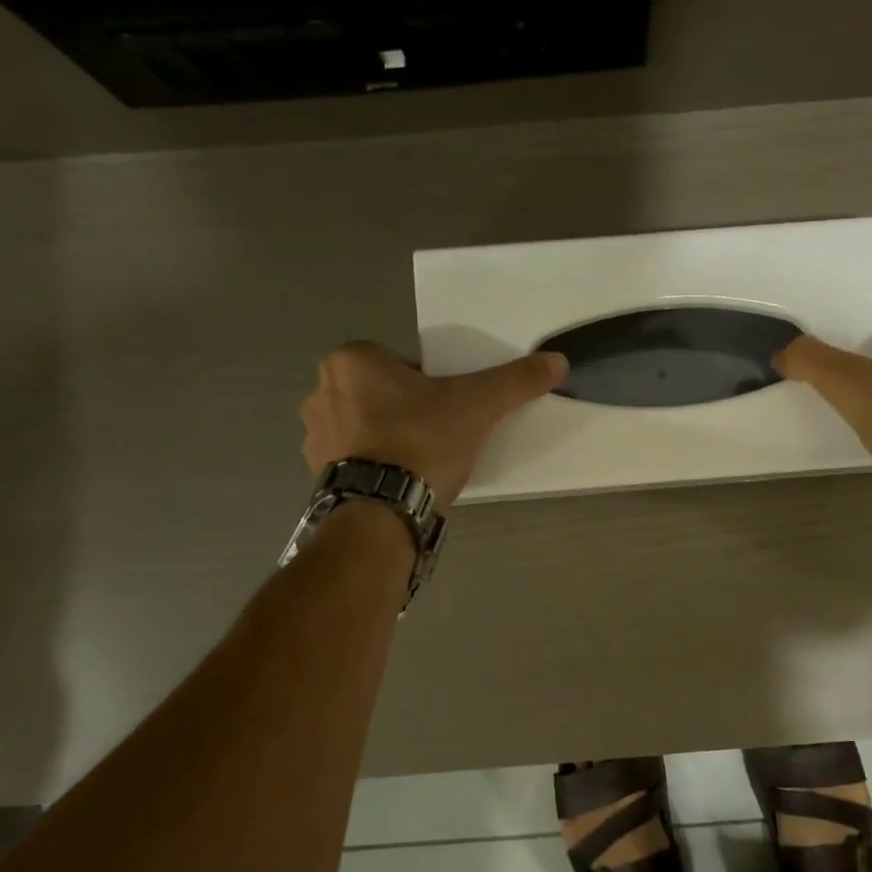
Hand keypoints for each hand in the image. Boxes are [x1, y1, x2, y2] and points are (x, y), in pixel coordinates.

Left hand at [300, 342, 567, 507]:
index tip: (449, 409)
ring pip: (365, 425)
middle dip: (408, 409)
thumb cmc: (422, 441)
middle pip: (382, 393)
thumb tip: (558, 360)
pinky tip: (399, 481)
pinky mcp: (316, 472)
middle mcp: (322, 390)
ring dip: (388, 437)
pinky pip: (352, 458)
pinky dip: (374, 464)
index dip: (431, 385)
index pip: (402, 364)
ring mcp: (314, 434)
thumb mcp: (477, 406)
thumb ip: (515, 381)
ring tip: (420, 462)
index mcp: (353, 360)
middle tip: (440, 434)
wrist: (381, 511)